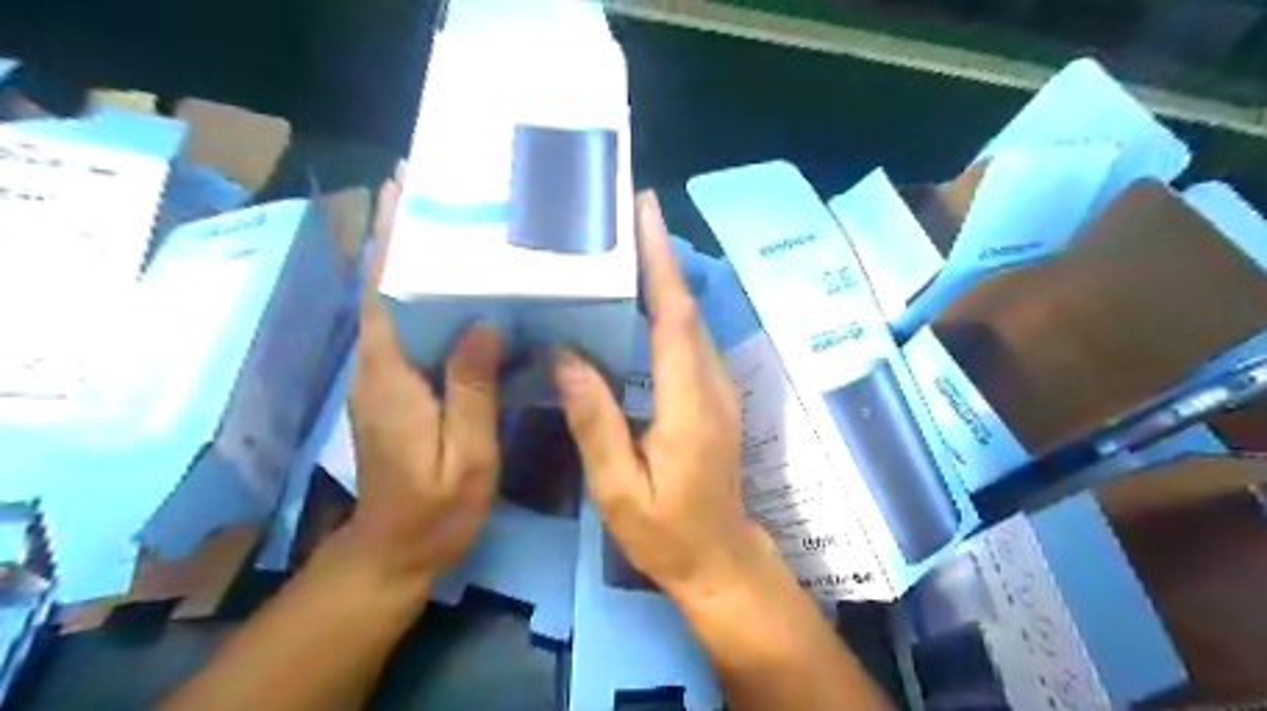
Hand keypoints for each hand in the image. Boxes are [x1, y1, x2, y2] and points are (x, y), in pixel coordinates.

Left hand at [345, 164, 507, 591]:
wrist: (396, 549)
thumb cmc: (436, 508)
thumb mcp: (467, 454)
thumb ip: (471, 389)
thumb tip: (483, 322)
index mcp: (391, 377)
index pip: (383, 294)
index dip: (388, 240)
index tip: (400, 190)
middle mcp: (376, 366)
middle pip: (385, 289)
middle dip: (402, 237)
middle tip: (438, 194)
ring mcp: (382, 377)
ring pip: (396, 307)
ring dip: (414, 263)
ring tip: (454, 227)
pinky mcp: (394, 388)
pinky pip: (409, 331)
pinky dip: (427, 300)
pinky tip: (462, 292)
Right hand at [551, 192, 767, 601]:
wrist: (719, 556)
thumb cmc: (665, 532)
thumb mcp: (618, 489)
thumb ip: (594, 422)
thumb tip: (565, 355)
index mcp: (688, 404)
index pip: (674, 318)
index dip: (660, 262)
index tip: (645, 213)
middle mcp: (712, 385)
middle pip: (685, 308)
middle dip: (660, 256)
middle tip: (626, 213)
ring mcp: (719, 389)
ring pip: (691, 321)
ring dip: (664, 278)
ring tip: (626, 244)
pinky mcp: (716, 395)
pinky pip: (690, 340)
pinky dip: (668, 308)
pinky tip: (642, 299)